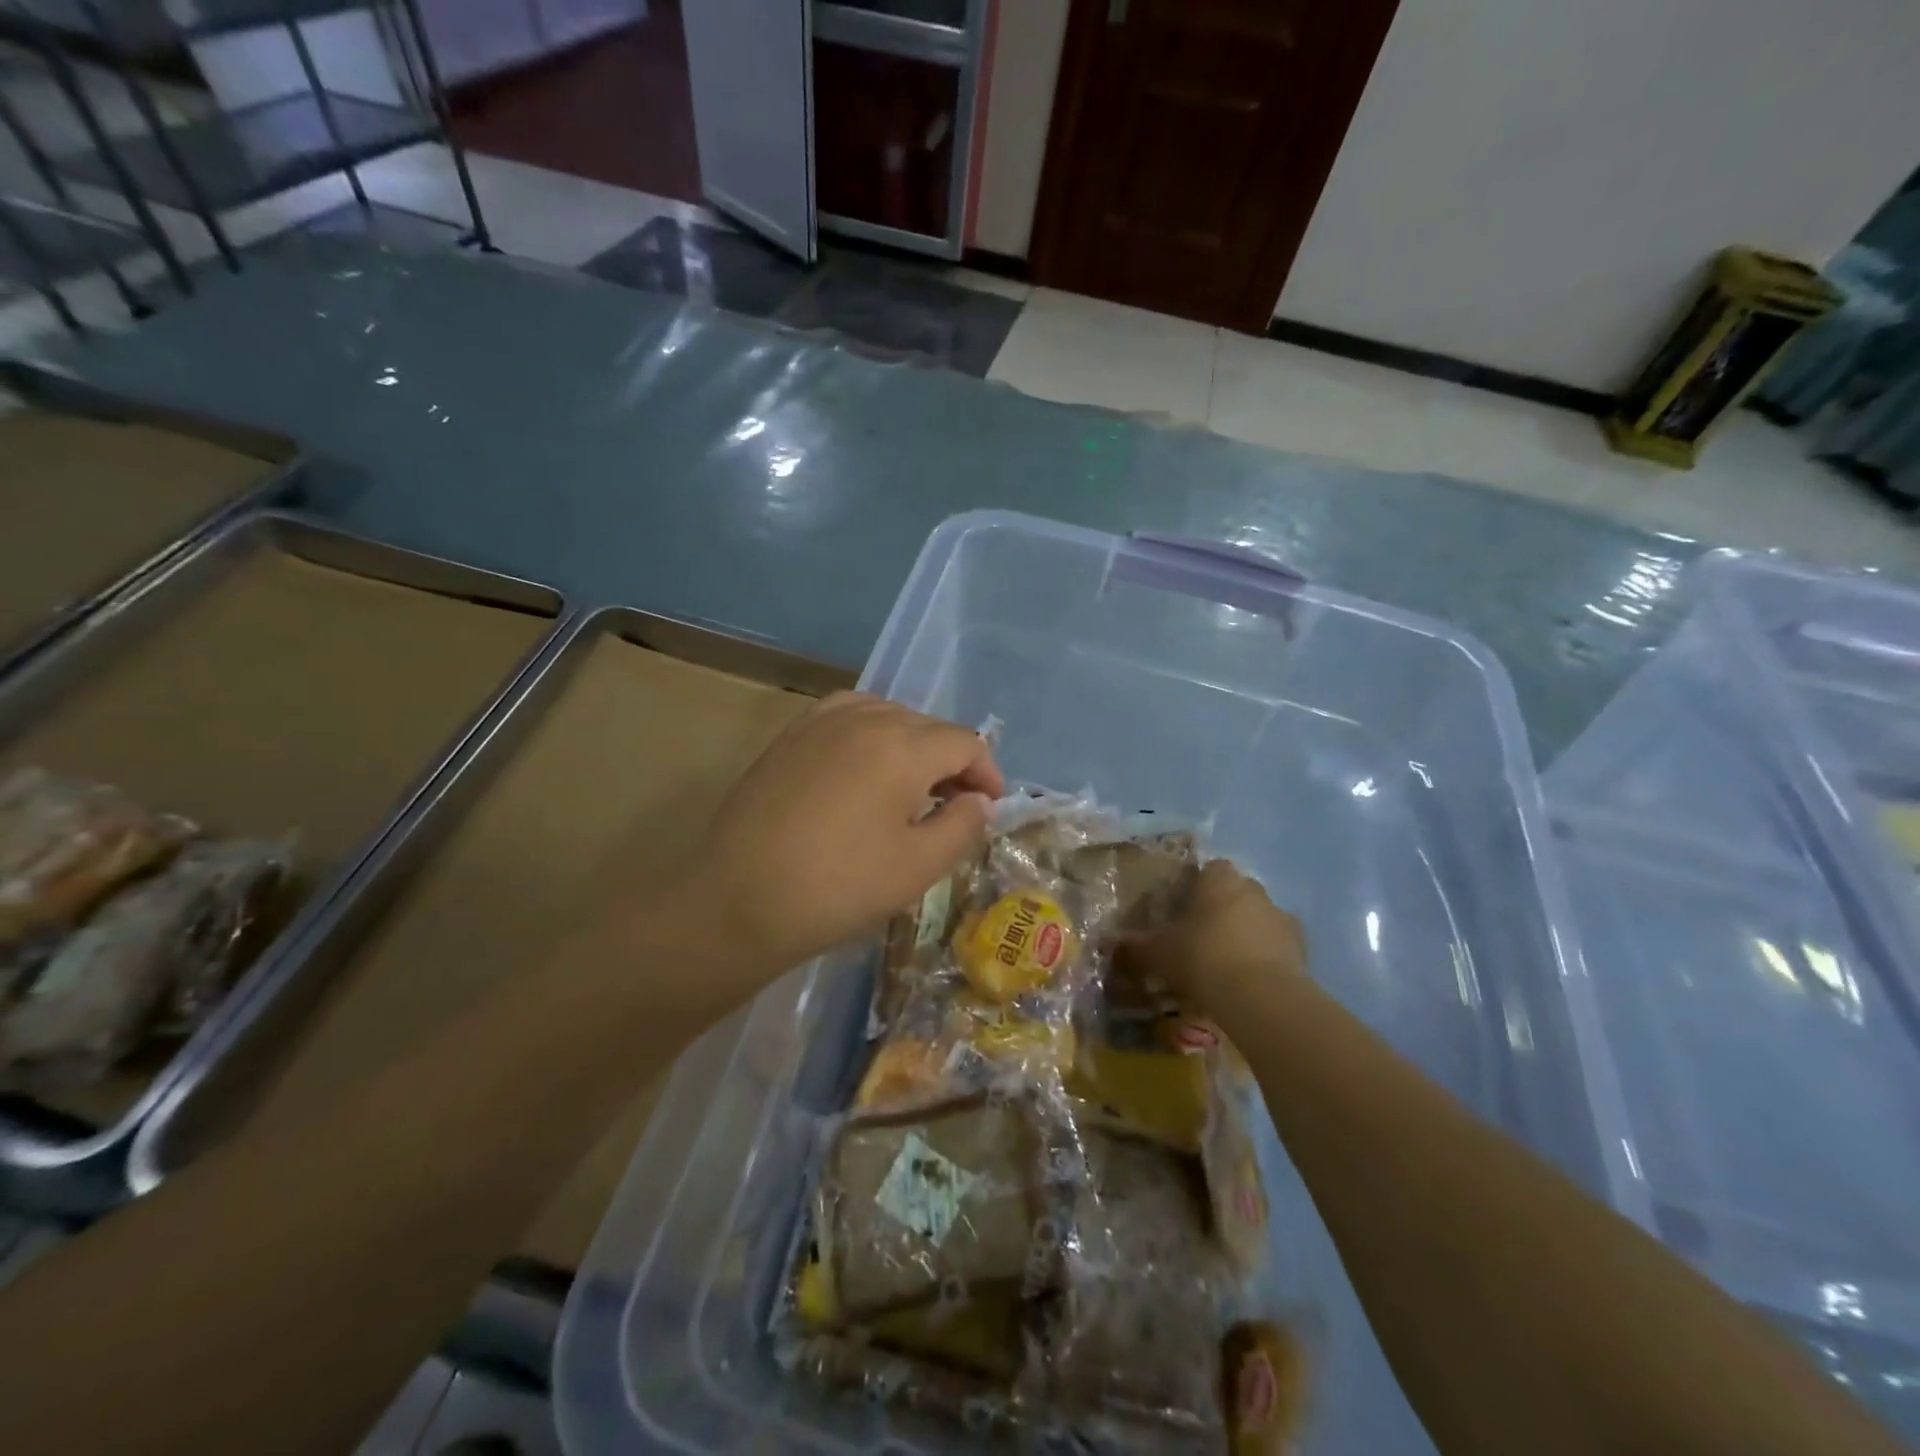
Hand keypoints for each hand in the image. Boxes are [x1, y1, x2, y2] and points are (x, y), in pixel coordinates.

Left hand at [669, 692, 1003, 978]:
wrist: (739, 899)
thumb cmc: (839, 887)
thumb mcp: (918, 866)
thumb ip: (962, 825)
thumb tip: (978, 800)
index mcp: (903, 746)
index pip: (964, 742)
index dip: (986, 772)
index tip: (989, 807)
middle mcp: (865, 718)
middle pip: (928, 726)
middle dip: (951, 762)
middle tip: (953, 806)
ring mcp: (821, 722)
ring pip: (888, 716)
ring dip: (911, 746)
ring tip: (909, 786)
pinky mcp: (790, 736)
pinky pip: (847, 716)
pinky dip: (870, 733)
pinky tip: (863, 765)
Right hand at [1119, 860, 1305, 1014]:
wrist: (1259, 997)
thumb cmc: (1202, 958)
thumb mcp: (1158, 953)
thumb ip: (1135, 946)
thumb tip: (1111, 943)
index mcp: (1219, 880)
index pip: (1209, 869)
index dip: (1197, 887)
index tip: (1183, 910)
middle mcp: (1253, 889)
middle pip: (1235, 892)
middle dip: (1222, 909)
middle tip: (1201, 937)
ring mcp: (1281, 918)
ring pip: (1259, 918)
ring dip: (1246, 933)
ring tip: (1227, 964)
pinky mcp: (1302, 949)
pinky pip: (1278, 946)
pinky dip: (1267, 957)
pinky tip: (1249, 980)